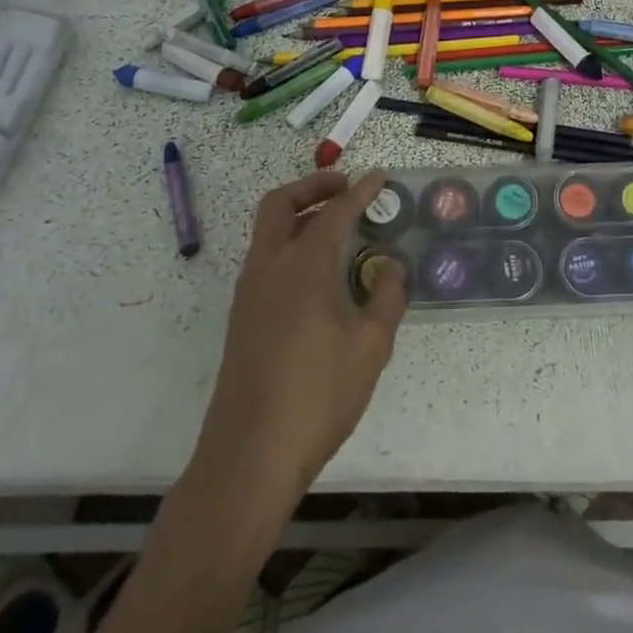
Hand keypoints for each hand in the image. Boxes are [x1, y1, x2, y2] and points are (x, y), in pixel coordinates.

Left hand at [191, 170, 407, 511]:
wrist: (250, 456)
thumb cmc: (317, 396)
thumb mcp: (370, 347)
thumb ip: (386, 297)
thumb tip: (390, 267)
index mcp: (302, 266)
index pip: (334, 212)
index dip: (360, 191)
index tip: (379, 176)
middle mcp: (269, 268)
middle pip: (280, 204)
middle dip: (313, 186)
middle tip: (345, 187)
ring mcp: (249, 293)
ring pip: (268, 231)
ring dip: (299, 214)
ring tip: (336, 225)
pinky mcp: (243, 317)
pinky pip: (266, 259)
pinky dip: (290, 243)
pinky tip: (318, 271)